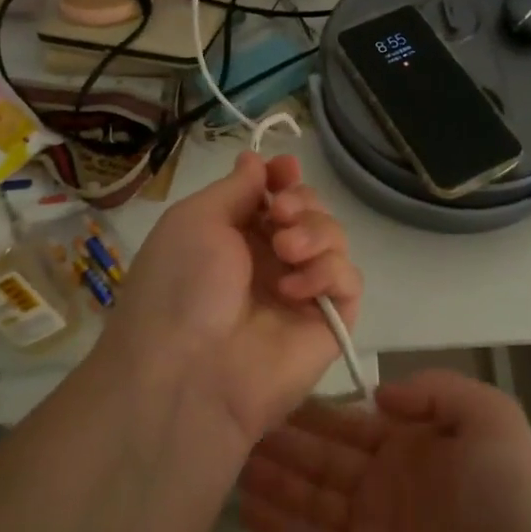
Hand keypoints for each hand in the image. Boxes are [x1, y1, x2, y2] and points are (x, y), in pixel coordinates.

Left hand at [94, 152, 362, 444]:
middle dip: (301, 202)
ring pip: (335, 239)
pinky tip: (294, 290)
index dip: (284, 178)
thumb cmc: (181, 285)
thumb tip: (256, 160)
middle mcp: (270, 261)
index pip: (275, 196)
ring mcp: (301, 292)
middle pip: (310, 211)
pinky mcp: (329, 323)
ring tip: (286, 251)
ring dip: (316, 233)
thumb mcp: (195, 219)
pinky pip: (349, 281)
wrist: (188, 371)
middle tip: (281, 215)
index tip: (286, 169)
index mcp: (235, 236)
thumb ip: (236, 188)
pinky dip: (328, 274)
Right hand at [239, 371, 530, 531]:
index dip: (312, 412)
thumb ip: (434, 390)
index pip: (349, 423)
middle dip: (283, 442)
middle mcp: (383, 483)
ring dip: (274, 482)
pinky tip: (247, 512)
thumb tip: (377, 394)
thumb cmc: (508, 494)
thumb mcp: (488, 416)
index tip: (272, 394)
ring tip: (233, 462)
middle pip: (321, 458)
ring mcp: (369, 531)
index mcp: (409, 446)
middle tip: (236, 424)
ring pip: (310, 499)